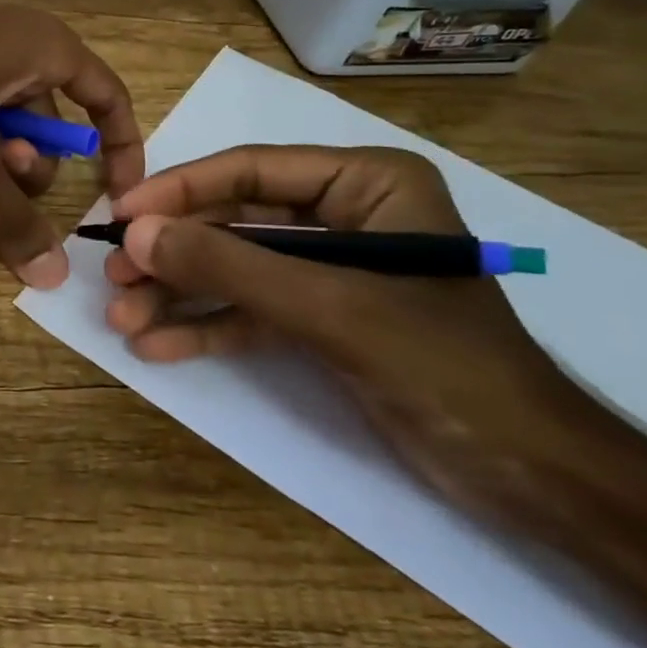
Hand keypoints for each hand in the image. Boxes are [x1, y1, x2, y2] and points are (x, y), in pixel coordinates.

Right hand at [104, 145, 589, 515]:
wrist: (534, 477)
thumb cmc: (443, 366)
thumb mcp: (328, 307)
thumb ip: (230, 266)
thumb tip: (136, 234)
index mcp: (365, 183)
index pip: (251, 170)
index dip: (180, 190)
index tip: (121, 213)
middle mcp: (344, 215)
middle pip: (235, 221)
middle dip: (174, 254)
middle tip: (112, 276)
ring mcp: (329, 270)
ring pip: (236, 269)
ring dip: (179, 294)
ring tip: (122, 319)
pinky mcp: (322, 319)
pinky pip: (252, 312)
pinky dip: (207, 327)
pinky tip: (158, 346)